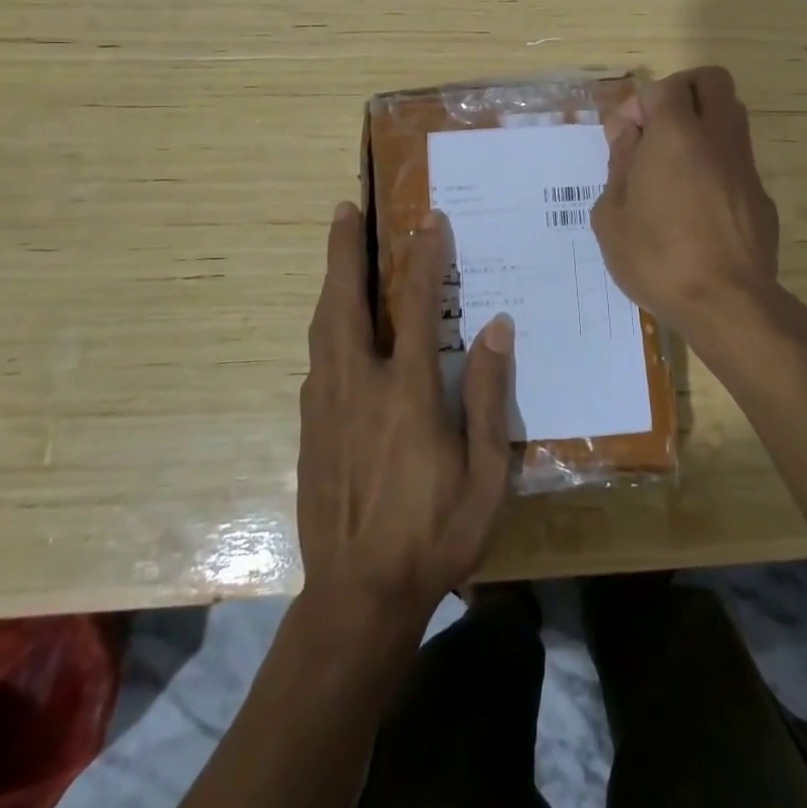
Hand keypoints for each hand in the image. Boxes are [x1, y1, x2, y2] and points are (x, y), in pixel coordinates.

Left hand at [297, 202, 513, 625]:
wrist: (358, 598)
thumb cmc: (435, 534)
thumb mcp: (487, 474)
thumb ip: (491, 397)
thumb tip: (498, 328)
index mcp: (407, 393)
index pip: (417, 306)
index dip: (424, 257)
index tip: (429, 219)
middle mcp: (359, 386)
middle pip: (345, 301)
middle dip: (344, 250)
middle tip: (345, 209)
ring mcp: (325, 406)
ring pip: (323, 326)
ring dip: (331, 281)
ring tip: (337, 250)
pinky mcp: (308, 428)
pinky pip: (317, 360)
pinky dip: (327, 326)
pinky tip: (336, 326)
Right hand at [592, 66, 783, 348]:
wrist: (728, 305)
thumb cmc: (658, 258)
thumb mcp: (611, 215)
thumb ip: (618, 163)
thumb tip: (626, 132)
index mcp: (675, 135)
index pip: (663, 87)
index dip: (638, 104)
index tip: (624, 138)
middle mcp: (717, 137)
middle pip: (711, 80)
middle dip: (681, 91)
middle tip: (657, 127)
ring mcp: (745, 165)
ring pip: (732, 113)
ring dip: (703, 122)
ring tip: (674, 163)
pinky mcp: (761, 195)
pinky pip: (738, 157)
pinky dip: (716, 161)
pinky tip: (697, 202)